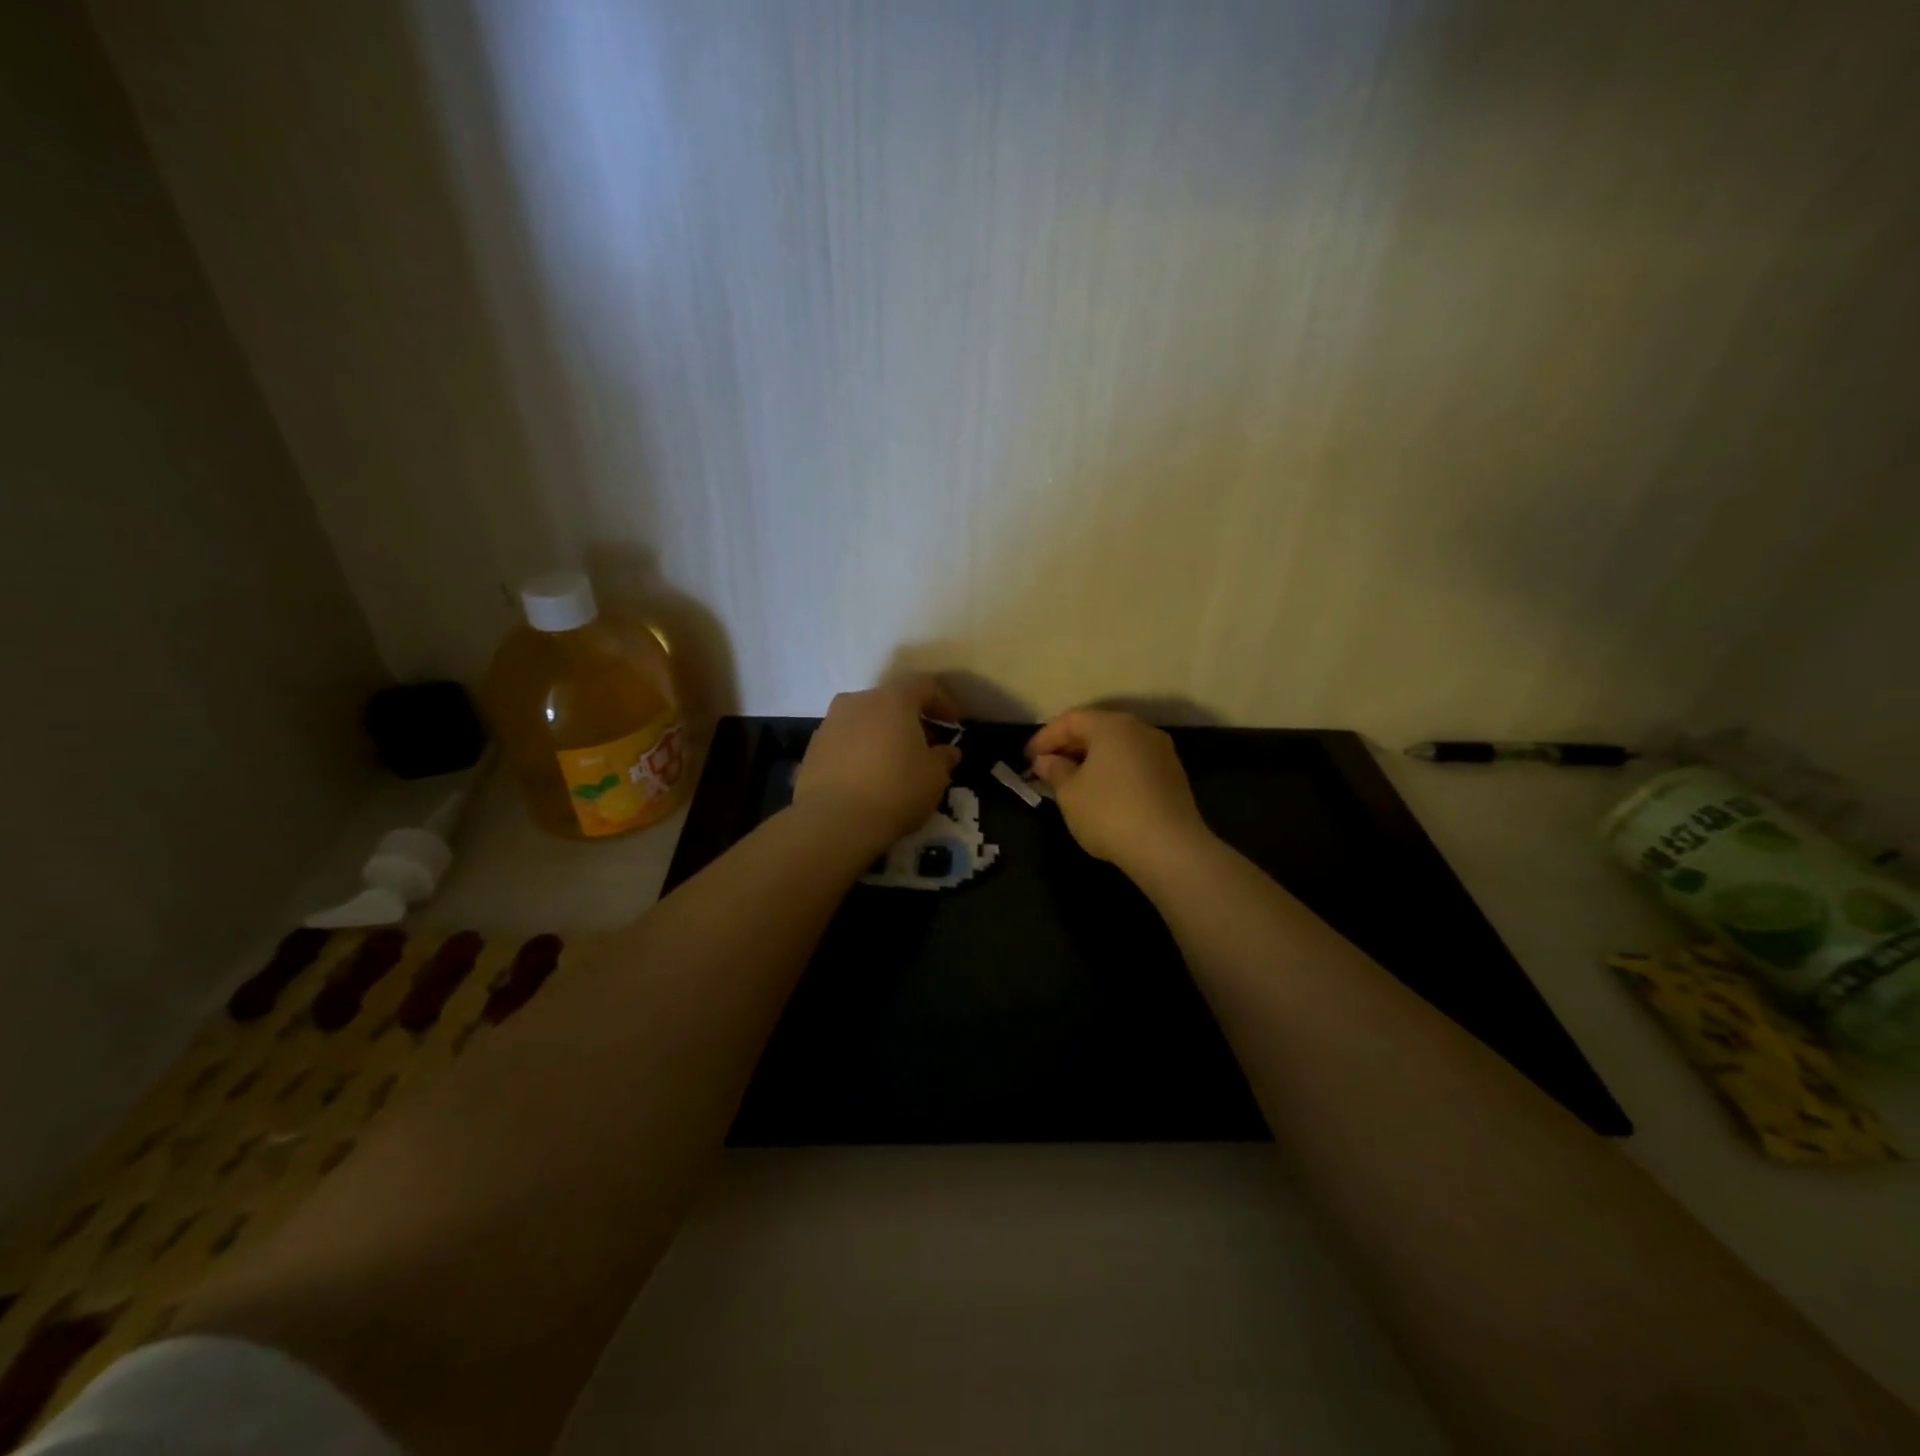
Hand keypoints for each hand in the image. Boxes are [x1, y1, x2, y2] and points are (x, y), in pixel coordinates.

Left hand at [793, 678, 962, 851]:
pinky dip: (861, 750)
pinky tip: (868, 776)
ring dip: (883, 734)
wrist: (833, 821)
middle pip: (891, 701)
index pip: (924, 686)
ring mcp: (830, 723)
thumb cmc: (895, 790)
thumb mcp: (934, 777)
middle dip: (911, 719)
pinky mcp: (813, 748)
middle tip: (927, 744)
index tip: (955, 723)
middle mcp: (858, 701)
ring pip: (865, 720)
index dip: (943, 701)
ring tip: (895, 761)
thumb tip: (947, 751)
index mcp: (892, 699)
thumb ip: (944, 758)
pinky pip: (846, 741)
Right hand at [1026, 709, 1210, 871]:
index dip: (1045, 737)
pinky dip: (1112, 772)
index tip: (1027, 759)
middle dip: (1069, 747)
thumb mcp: (1070, 793)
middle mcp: (1140, 730)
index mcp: (1112, 726)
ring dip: (1091, 760)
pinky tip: (1100, 794)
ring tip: (1071, 782)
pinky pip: (1133, 764)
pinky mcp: (1173, 776)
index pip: (1071, 720)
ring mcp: (1161, 752)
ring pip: (1117, 747)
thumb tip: (1045, 761)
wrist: (1169, 848)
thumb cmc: (1109, 813)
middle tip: (1046, 768)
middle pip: (1097, 729)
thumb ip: (1054, 771)